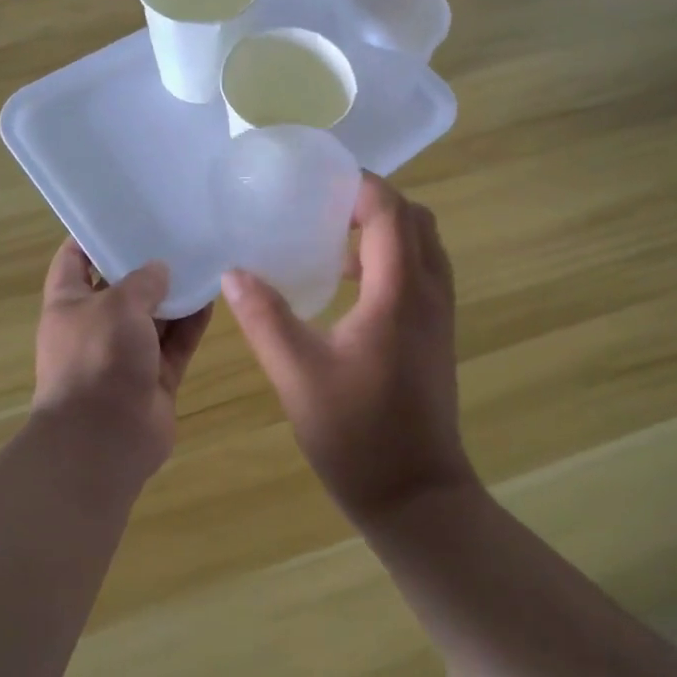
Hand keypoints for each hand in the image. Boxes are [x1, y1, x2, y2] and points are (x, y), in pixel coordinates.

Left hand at [33, 241, 212, 475]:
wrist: (104, 440)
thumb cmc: (97, 359)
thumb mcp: (117, 306)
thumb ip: (142, 281)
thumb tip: (159, 269)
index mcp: (69, 305)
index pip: (74, 259)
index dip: (93, 235)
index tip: (124, 212)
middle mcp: (96, 327)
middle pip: (121, 287)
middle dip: (145, 264)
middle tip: (176, 231)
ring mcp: (126, 354)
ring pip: (154, 316)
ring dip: (175, 293)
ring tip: (203, 257)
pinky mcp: (155, 377)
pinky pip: (177, 343)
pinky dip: (192, 323)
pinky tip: (214, 296)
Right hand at [220, 175, 473, 524]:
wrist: (416, 495)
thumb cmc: (357, 435)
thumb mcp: (298, 374)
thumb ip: (265, 318)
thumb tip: (235, 273)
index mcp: (400, 292)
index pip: (390, 212)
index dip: (360, 186)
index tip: (319, 181)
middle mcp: (430, 293)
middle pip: (415, 220)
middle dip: (374, 202)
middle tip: (324, 207)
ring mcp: (441, 315)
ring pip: (424, 246)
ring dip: (386, 231)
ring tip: (332, 241)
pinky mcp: (438, 335)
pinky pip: (423, 274)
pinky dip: (393, 260)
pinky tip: (349, 287)